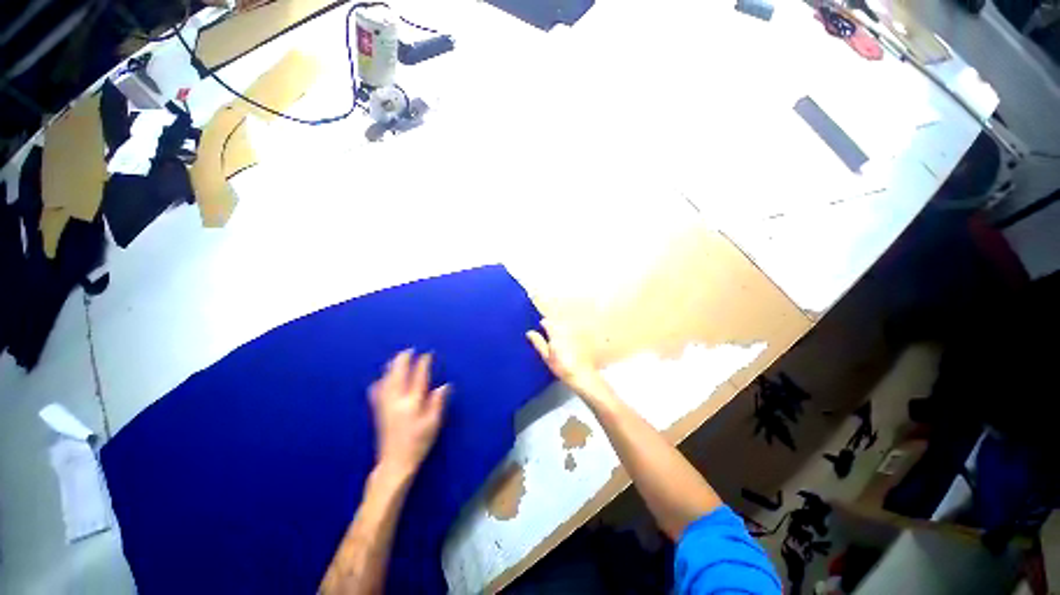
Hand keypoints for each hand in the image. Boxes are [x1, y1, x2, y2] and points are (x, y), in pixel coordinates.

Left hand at [369, 350, 449, 477]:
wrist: (395, 463)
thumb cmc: (418, 443)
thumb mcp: (433, 424)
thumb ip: (437, 403)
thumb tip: (444, 385)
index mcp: (412, 403)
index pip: (418, 377)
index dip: (423, 363)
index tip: (427, 354)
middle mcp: (396, 400)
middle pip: (398, 374)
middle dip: (403, 359)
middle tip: (409, 350)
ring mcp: (385, 405)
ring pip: (386, 379)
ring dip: (392, 366)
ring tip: (397, 359)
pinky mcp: (378, 411)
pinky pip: (377, 390)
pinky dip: (381, 380)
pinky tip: (382, 378)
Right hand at [526, 318, 613, 403]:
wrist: (583, 376)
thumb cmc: (563, 367)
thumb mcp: (547, 357)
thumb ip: (538, 342)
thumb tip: (530, 333)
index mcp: (556, 332)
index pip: (546, 322)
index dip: (542, 327)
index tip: (541, 334)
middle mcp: (567, 329)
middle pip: (557, 323)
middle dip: (553, 330)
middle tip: (552, 344)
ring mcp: (578, 333)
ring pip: (566, 328)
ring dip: (563, 334)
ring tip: (563, 348)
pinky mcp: (585, 338)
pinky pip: (576, 334)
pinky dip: (573, 338)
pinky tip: (574, 350)